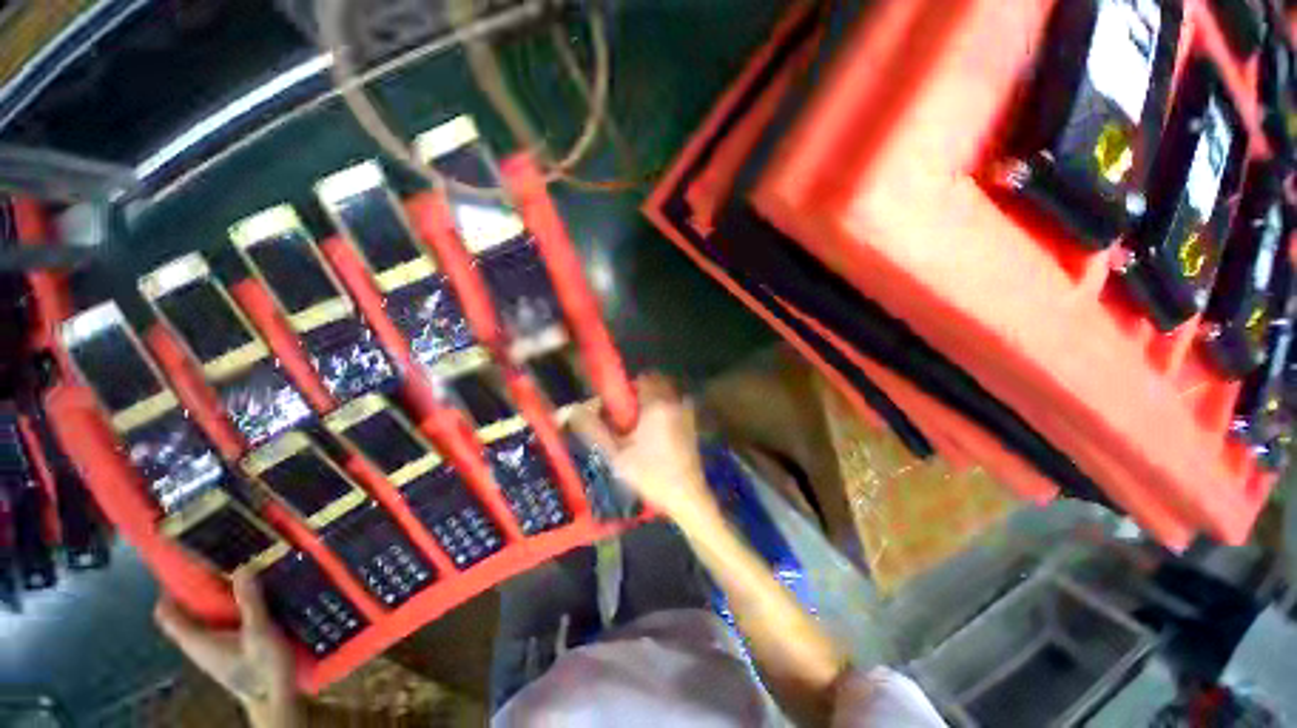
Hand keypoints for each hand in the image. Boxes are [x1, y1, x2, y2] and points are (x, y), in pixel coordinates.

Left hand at [155, 570, 298, 727]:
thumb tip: (241, 567)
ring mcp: (211, 648)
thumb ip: (250, 602)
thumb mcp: (260, 633)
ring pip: (201, 617)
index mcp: (195, 639)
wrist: (274, 698)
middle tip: (217, 561)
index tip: (183, 564)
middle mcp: (196, 642)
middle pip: (184, 611)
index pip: (166, 613)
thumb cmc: (261, 668)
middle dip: (195, 587)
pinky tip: (249, 600)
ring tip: (237, 574)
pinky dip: (226, 608)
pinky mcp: (225, 649)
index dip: (168, 589)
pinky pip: (216, 623)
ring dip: (214, 597)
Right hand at [572, 374, 712, 520]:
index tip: (615, 407)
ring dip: (650, 401)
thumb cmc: (651, 475)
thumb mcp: (616, 455)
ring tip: (638, 426)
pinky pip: (674, 405)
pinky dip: (663, 410)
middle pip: (654, 382)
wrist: (687, 497)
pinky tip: (655, 434)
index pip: (638, 380)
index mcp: (656, 405)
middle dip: (637, 394)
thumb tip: (571, 409)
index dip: (624, 389)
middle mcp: (674, 402)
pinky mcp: (692, 424)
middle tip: (625, 417)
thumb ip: (593, 429)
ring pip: (665, 393)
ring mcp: (686, 412)